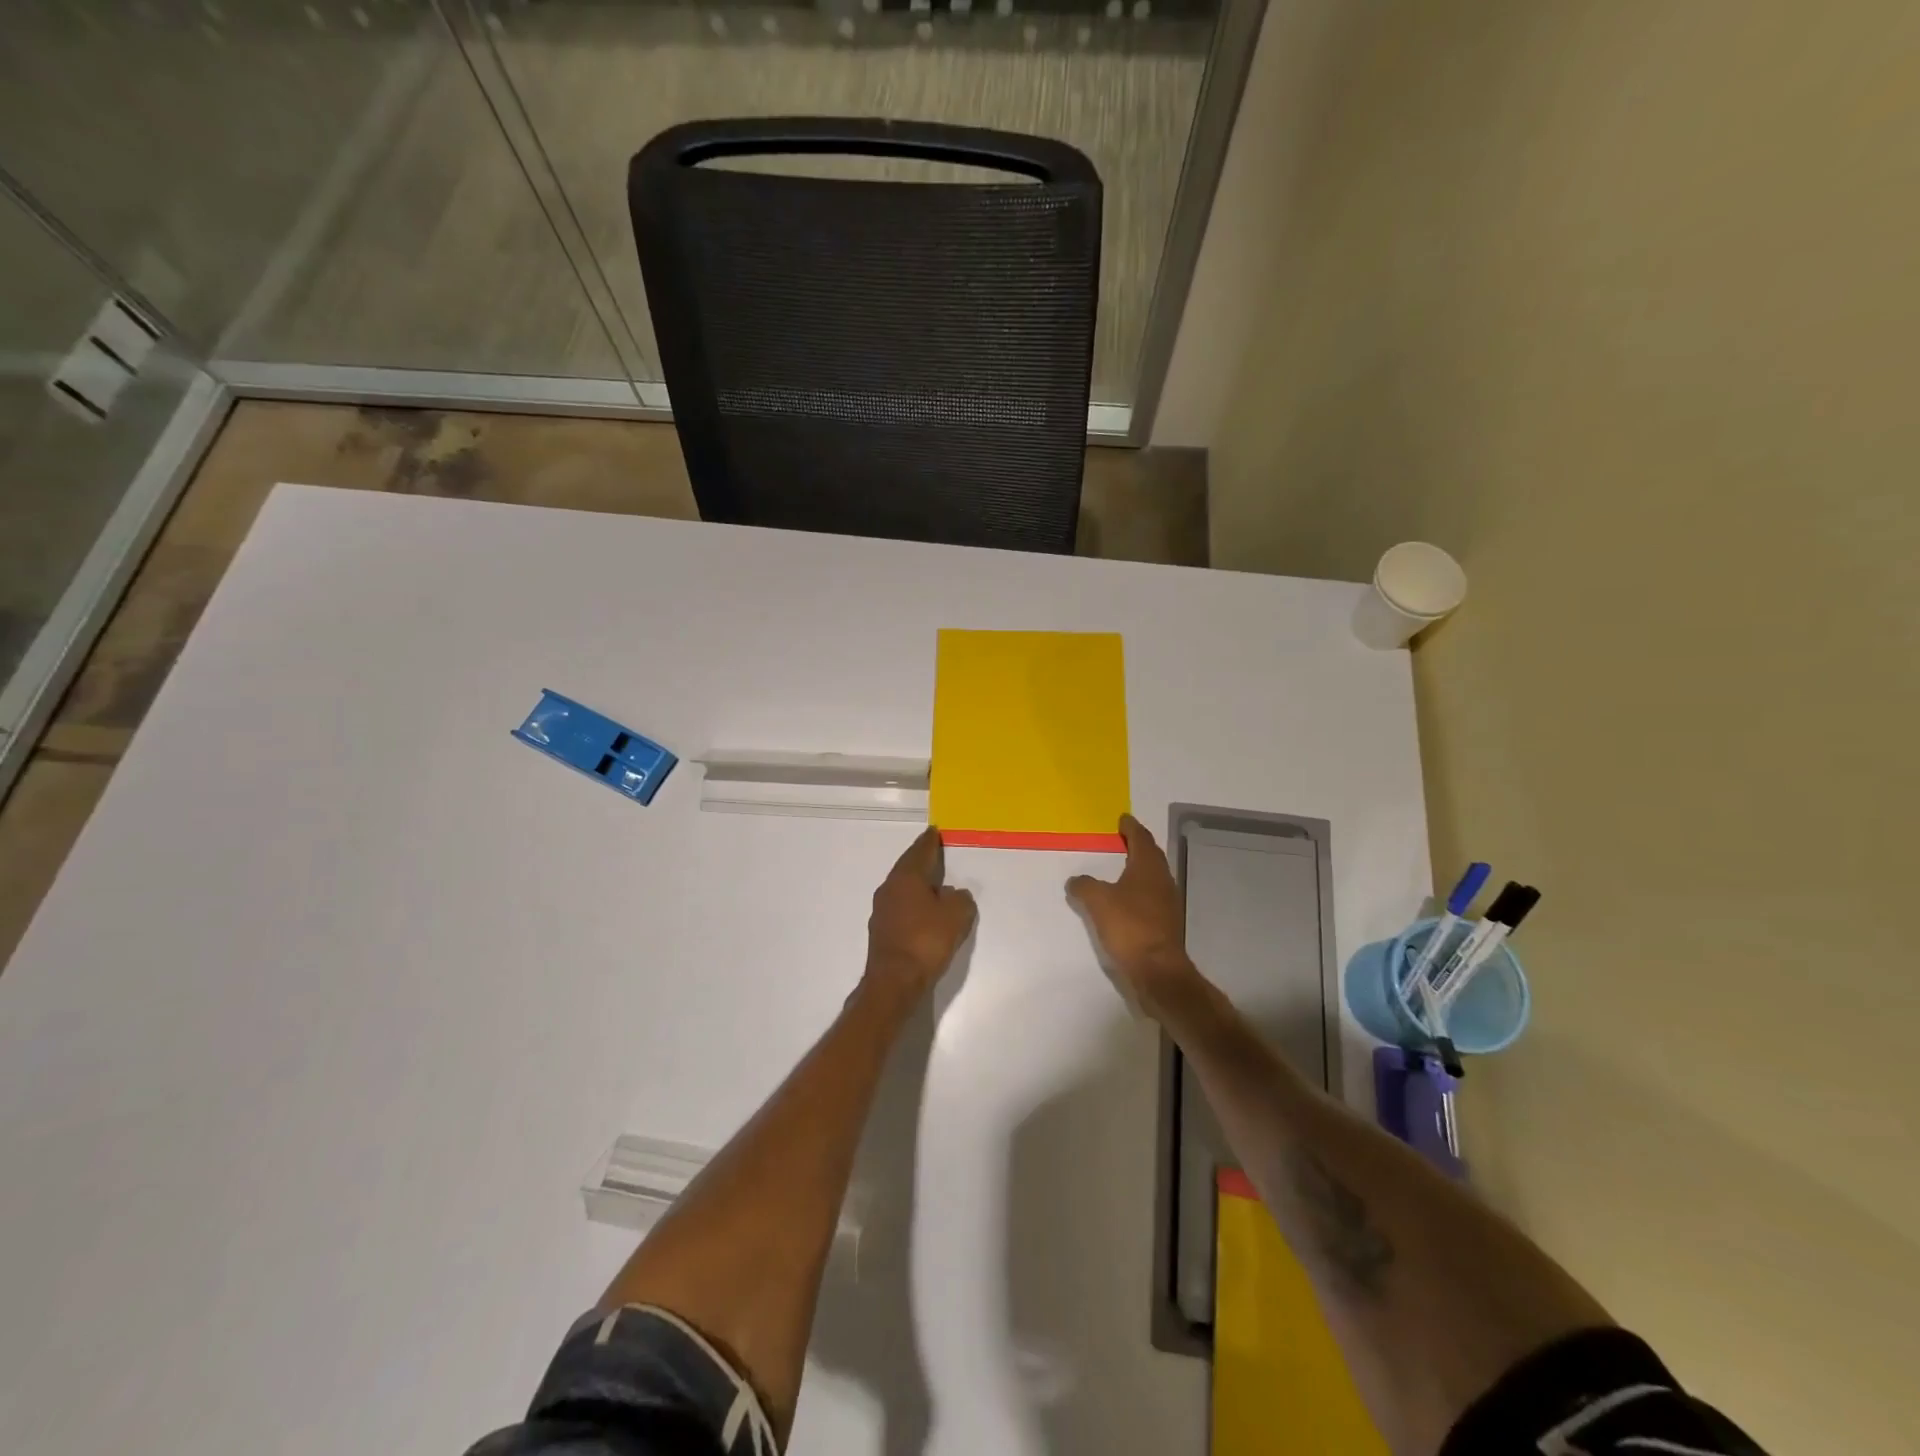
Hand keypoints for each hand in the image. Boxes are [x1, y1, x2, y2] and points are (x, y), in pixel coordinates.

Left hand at [865, 827, 976, 1000]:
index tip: (934, 831)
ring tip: (932, 881)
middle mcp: (889, 888)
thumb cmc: (926, 941)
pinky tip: (923, 911)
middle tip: (933, 850)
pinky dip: (912, 902)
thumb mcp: (957, 915)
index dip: (929, 841)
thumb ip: (960, 898)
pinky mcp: (881, 930)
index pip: (920, 851)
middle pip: (907, 867)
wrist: (894, 981)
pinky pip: (900, 906)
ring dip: (916, 882)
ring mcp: (882, 910)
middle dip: (921, 858)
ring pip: (902, 887)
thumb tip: (951, 894)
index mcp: (906, 878)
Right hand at [1066, 814, 1198, 1007]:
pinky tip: (1125, 898)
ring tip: (1121, 866)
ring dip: (1139, 867)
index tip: (1122, 819)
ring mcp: (1167, 902)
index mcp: (1148, 867)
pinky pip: (1150, 895)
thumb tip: (1076, 880)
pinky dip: (1138, 889)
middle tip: (1121, 838)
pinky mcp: (1165, 922)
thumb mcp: (1098, 901)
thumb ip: (1084, 885)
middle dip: (1137, 845)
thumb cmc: (1129, 927)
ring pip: (1152, 876)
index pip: (1141, 838)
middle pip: (1151, 855)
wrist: (1157, 970)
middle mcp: (1162, 880)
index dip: (1131, 827)